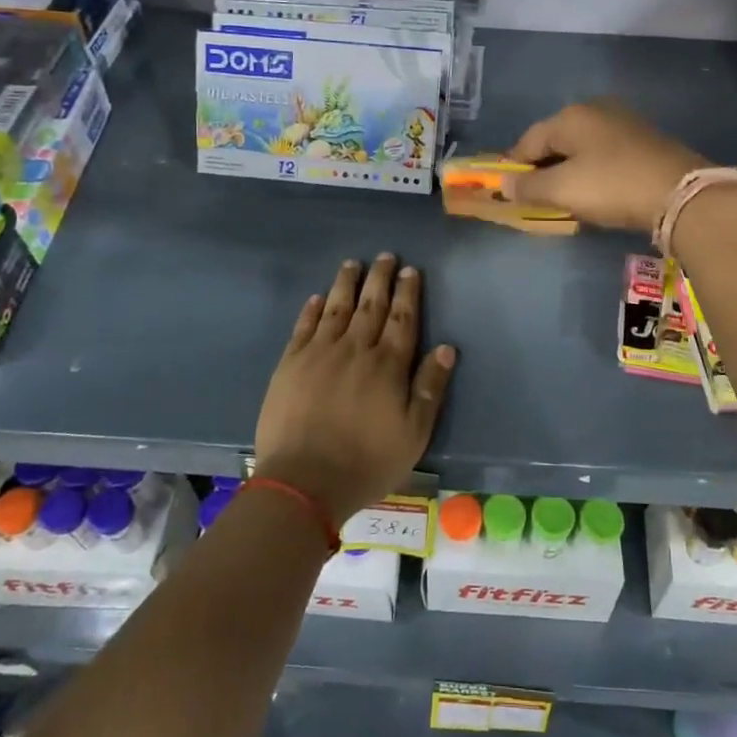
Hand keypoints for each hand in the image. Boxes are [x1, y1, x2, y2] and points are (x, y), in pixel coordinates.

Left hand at [254, 254, 455, 524]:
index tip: (410, 271)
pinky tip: (318, 298)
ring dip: (346, 284)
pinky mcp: (290, 364)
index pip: (402, 319)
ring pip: (336, 308)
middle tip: (385, 256)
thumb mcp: (414, 433)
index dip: (408, 293)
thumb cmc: (367, 461)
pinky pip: (304, 327)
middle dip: (380, 278)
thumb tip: (446, 347)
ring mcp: (319, 353)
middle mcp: (355, 349)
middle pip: (371, 305)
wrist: (304, 480)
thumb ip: (430, 388)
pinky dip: (312, 309)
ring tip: (352, 264)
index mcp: (388, 365)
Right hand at [505, 101, 705, 232]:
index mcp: (570, 116)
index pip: (527, 140)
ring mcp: (623, 123)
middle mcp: (595, 110)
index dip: (514, 167)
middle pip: (555, 141)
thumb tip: (503, 185)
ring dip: (568, 171)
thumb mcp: (562, 190)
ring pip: (581, 148)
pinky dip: (592, 171)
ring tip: (566, 198)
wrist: (681, 193)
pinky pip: (603, 154)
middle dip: (542, 169)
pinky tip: (597, 191)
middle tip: (538, 198)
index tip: (508, 193)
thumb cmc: (612, 186)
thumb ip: (528, 187)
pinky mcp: (643, 140)